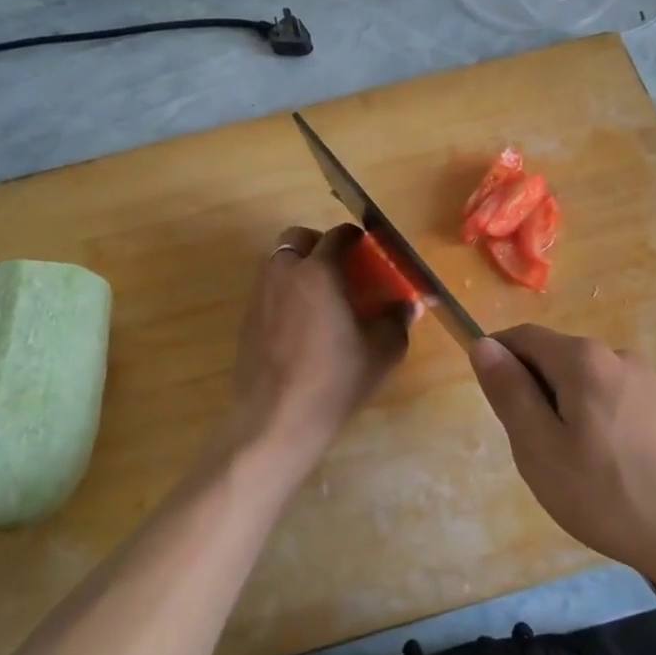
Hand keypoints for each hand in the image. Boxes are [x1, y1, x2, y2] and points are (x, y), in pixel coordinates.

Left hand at [222, 225, 409, 477]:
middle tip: (341, 269)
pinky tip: (302, 325)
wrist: (277, 418)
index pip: (338, 236)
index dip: (356, 238)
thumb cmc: (336, 378)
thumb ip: (397, 319)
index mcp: (319, 271)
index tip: (368, 249)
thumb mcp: (383, 349)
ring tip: (322, 297)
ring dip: (300, 267)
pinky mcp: (247, 320)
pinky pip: (269, 291)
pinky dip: (285, 293)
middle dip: (319, 244)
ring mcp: (260, 296)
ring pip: (279, 262)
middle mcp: (285, 273)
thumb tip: (408, 305)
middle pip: (298, 238)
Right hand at [470, 326, 655, 578]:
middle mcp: (619, 357)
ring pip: (588, 385)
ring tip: (575, 471)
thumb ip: (509, 393)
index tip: (492, 402)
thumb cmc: (611, 495)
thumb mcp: (541, 449)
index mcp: (584, 359)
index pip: (523, 337)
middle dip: (535, 393)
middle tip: (534, 452)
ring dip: (568, 413)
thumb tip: (483, 345)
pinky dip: (599, 425)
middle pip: (557, 360)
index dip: (498, 359)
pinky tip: (612, 475)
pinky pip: (617, 404)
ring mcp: (652, 383)